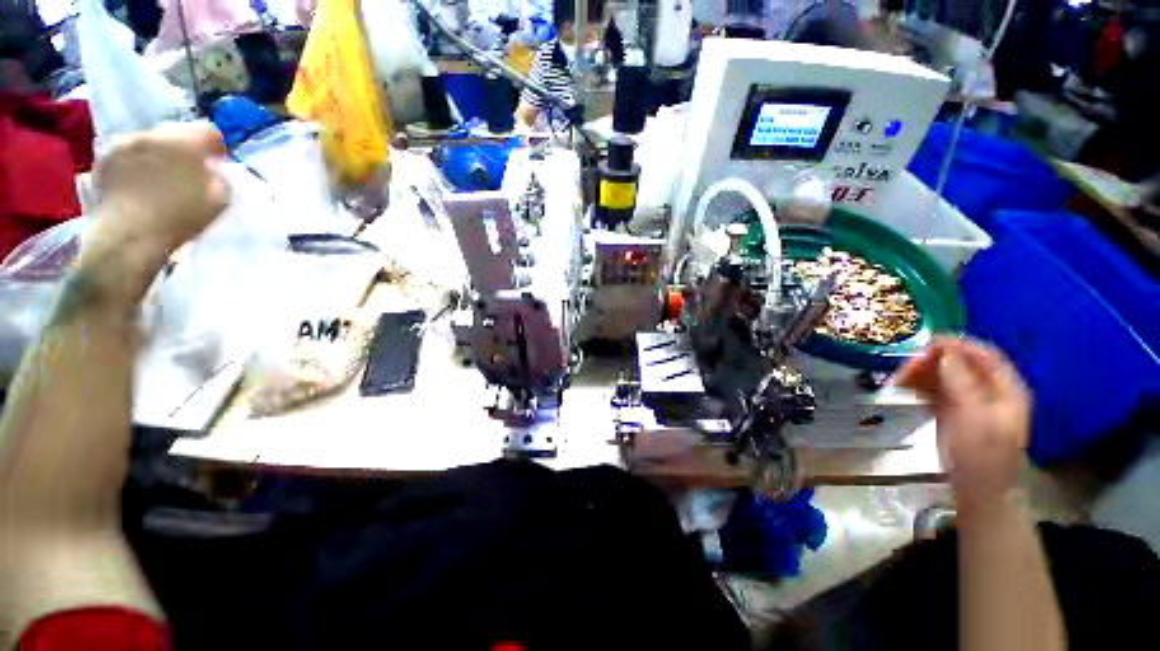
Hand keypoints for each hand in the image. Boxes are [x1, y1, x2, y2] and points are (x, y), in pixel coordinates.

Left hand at [91, 121, 228, 257]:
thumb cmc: (180, 217)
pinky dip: (133, 166)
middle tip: (187, 170)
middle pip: (173, 133)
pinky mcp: (102, 162)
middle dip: (181, 148)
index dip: (215, 146)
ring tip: (158, 178)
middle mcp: (151, 134)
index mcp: (184, 141)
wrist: (128, 236)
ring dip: (155, 156)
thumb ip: (219, 178)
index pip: (208, 130)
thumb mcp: (219, 199)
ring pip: (146, 143)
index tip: (217, 161)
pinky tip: (137, 186)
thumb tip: (211, 171)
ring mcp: (122, 146)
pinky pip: (124, 157)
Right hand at [892, 337, 1030, 508]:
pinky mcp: (953, 411)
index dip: (957, 344)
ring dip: (920, 374)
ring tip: (897, 381)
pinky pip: (935, 390)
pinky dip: (919, 386)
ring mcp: (971, 401)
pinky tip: (903, 389)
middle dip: (931, 362)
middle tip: (904, 368)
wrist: (975, 491)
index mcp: (1006, 389)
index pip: (983, 354)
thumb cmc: (980, 455)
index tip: (925, 342)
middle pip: (960, 364)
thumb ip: (960, 381)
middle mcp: (989, 390)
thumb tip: (943, 351)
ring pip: (943, 376)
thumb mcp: (973, 416)